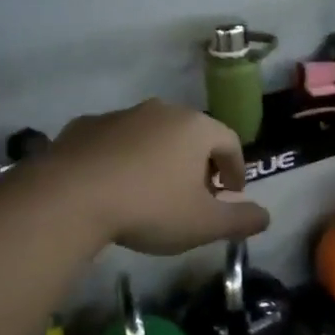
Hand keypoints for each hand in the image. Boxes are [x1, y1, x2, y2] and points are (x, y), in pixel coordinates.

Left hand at [44, 99, 269, 254]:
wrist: (69, 197)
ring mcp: (119, 115)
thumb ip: (240, 220)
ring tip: (152, 192)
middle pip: (191, 134)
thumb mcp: (203, 224)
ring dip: (160, 159)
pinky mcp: (83, 127)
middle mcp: (161, 110)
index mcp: (195, 127)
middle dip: (199, 163)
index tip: (231, 195)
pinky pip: (115, 142)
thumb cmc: (149, 207)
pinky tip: (114, 187)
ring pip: (151, 135)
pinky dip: (123, 159)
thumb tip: (265, 216)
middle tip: (195, 195)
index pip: (230, 141)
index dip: (236, 169)